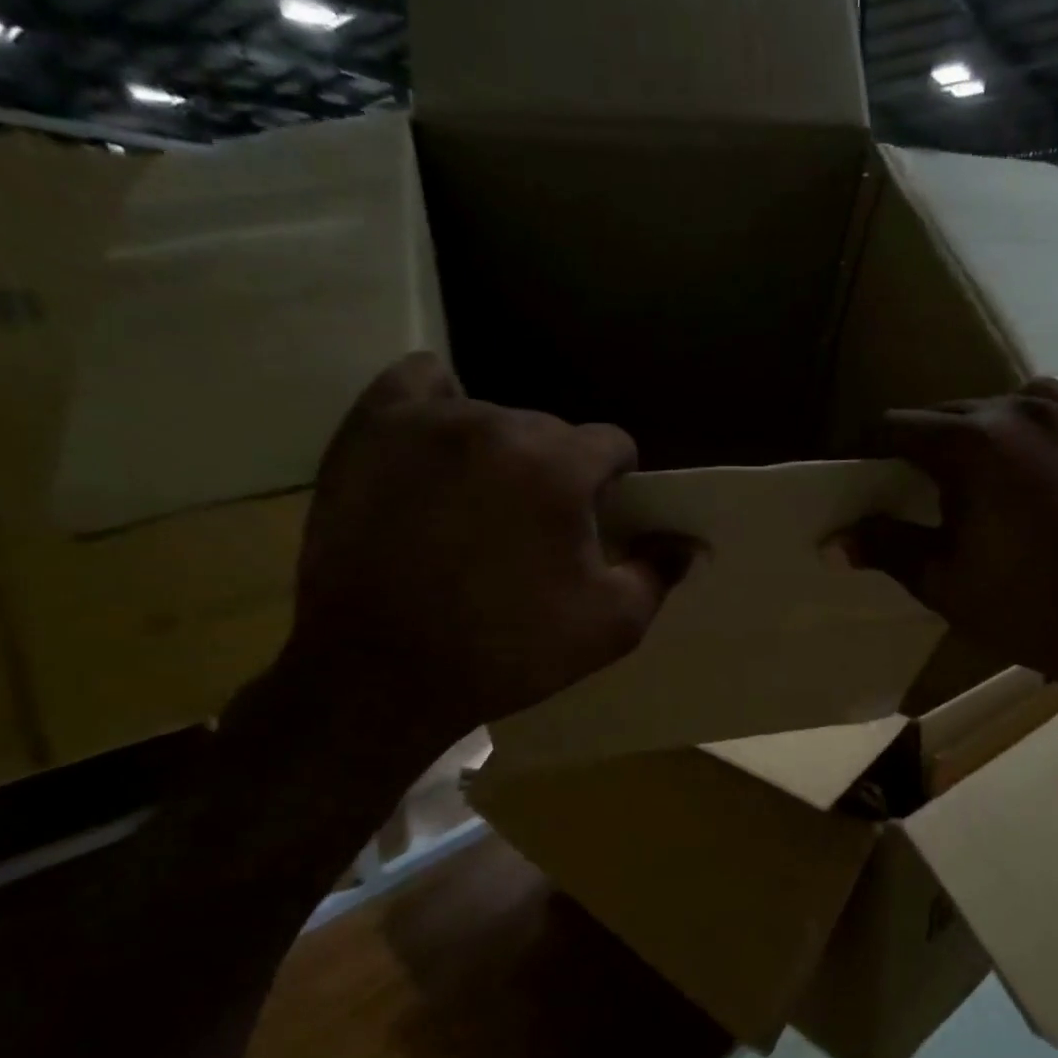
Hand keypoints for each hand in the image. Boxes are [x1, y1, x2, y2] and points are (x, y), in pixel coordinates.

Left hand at [281, 353, 683, 756]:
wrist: (380, 674)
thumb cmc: (506, 651)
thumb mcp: (609, 626)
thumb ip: (658, 573)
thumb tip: (685, 542)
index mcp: (560, 466)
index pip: (612, 444)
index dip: (613, 484)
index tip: (595, 522)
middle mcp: (498, 425)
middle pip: (553, 431)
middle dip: (558, 473)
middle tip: (534, 529)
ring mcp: (429, 422)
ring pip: (493, 415)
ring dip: (503, 452)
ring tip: (480, 505)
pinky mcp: (371, 430)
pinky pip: (419, 383)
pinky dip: (440, 404)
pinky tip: (442, 440)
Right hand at [848, 378, 1057, 709]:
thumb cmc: (1027, 606)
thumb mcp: (943, 580)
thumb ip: (885, 547)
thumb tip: (830, 542)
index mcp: (973, 442)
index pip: (896, 426)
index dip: (866, 449)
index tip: (854, 473)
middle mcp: (1019, 411)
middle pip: (944, 414)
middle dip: (916, 445)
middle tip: (901, 487)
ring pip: (993, 409)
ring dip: (967, 435)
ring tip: (960, 478)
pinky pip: (1040, 413)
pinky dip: (1014, 432)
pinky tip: (1016, 469)